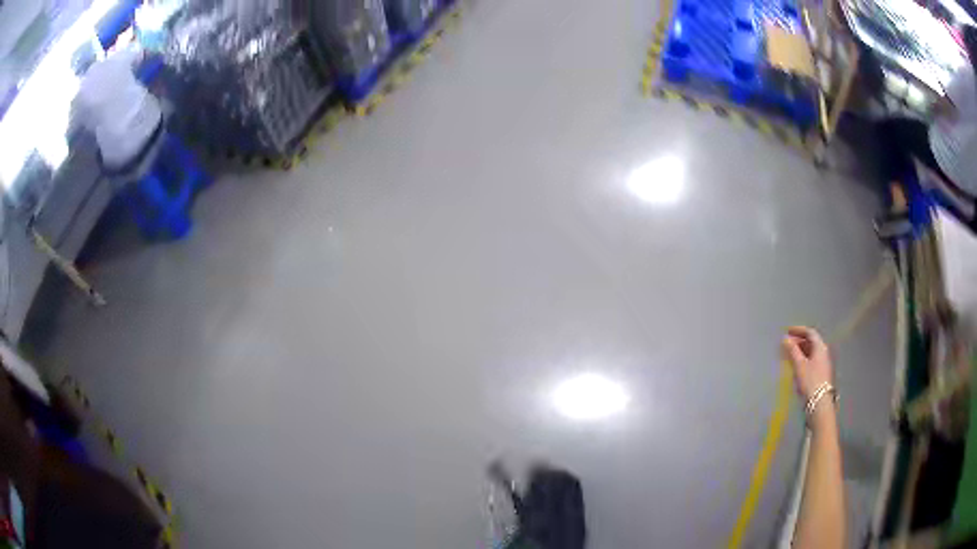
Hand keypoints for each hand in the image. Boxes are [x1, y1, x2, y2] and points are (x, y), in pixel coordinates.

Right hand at [781, 326, 833, 401]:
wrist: (820, 403)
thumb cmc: (810, 381)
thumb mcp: (799, 365)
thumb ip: (792, 350)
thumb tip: (785, 338)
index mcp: (820, 347)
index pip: (810, 332)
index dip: (798, 330)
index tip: (787, 331)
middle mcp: (824, 352)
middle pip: (811, 342)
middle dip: (798, 341)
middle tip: (786, 345)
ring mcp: (823, 363)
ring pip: (811, 352)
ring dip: (800, 351)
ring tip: (788, 355)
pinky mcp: (821, 373)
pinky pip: (811, 360)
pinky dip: (803, 359)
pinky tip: (796, 366)